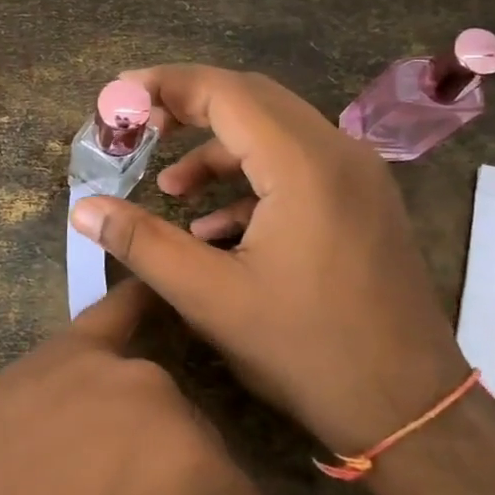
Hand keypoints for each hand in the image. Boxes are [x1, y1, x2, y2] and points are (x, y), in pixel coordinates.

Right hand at [69, 65, 469, 457]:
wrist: (411, 409)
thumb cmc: (307, 351)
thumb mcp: (212, 298)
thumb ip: (143, 244)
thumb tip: (83, 208)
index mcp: (304, 164)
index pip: (226, 91)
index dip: (166, 86)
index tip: (117, 97)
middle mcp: (339, 153)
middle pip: (254, 101)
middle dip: (190, 108)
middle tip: (138, 127)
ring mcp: (360, 177)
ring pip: (278, 135)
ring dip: (220, 151)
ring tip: (170, 189)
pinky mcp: (364, 203)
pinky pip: (300, 170)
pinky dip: (253, 183)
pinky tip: (218, 228)